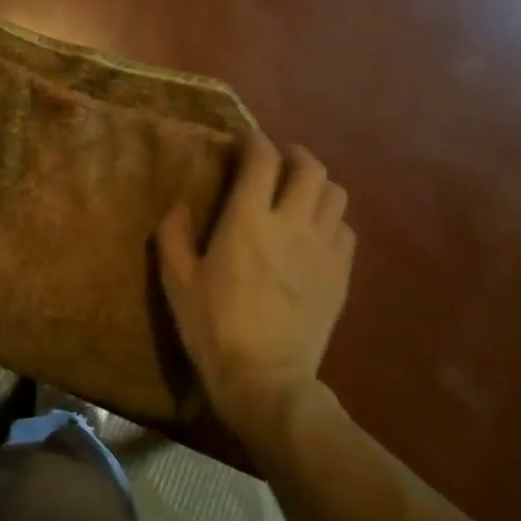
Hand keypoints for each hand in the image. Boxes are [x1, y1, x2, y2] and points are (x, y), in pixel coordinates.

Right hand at [156, 136, 354, 452]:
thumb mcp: (177, 282)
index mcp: (247, 220)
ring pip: (336, 193)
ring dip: (317, 184)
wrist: (265, 378)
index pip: (262, 159)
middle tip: (277, 161)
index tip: (245, 142)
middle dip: (293, 154)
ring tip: (300, 193)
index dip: (255, 141)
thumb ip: (173, 236)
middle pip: (310, 167)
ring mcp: (323, 249)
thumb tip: (180, 205)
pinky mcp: (341, 274)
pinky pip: (346, 229)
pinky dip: (331, 220)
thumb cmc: (212, 328)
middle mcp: (291, 223)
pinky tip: (314, 233)